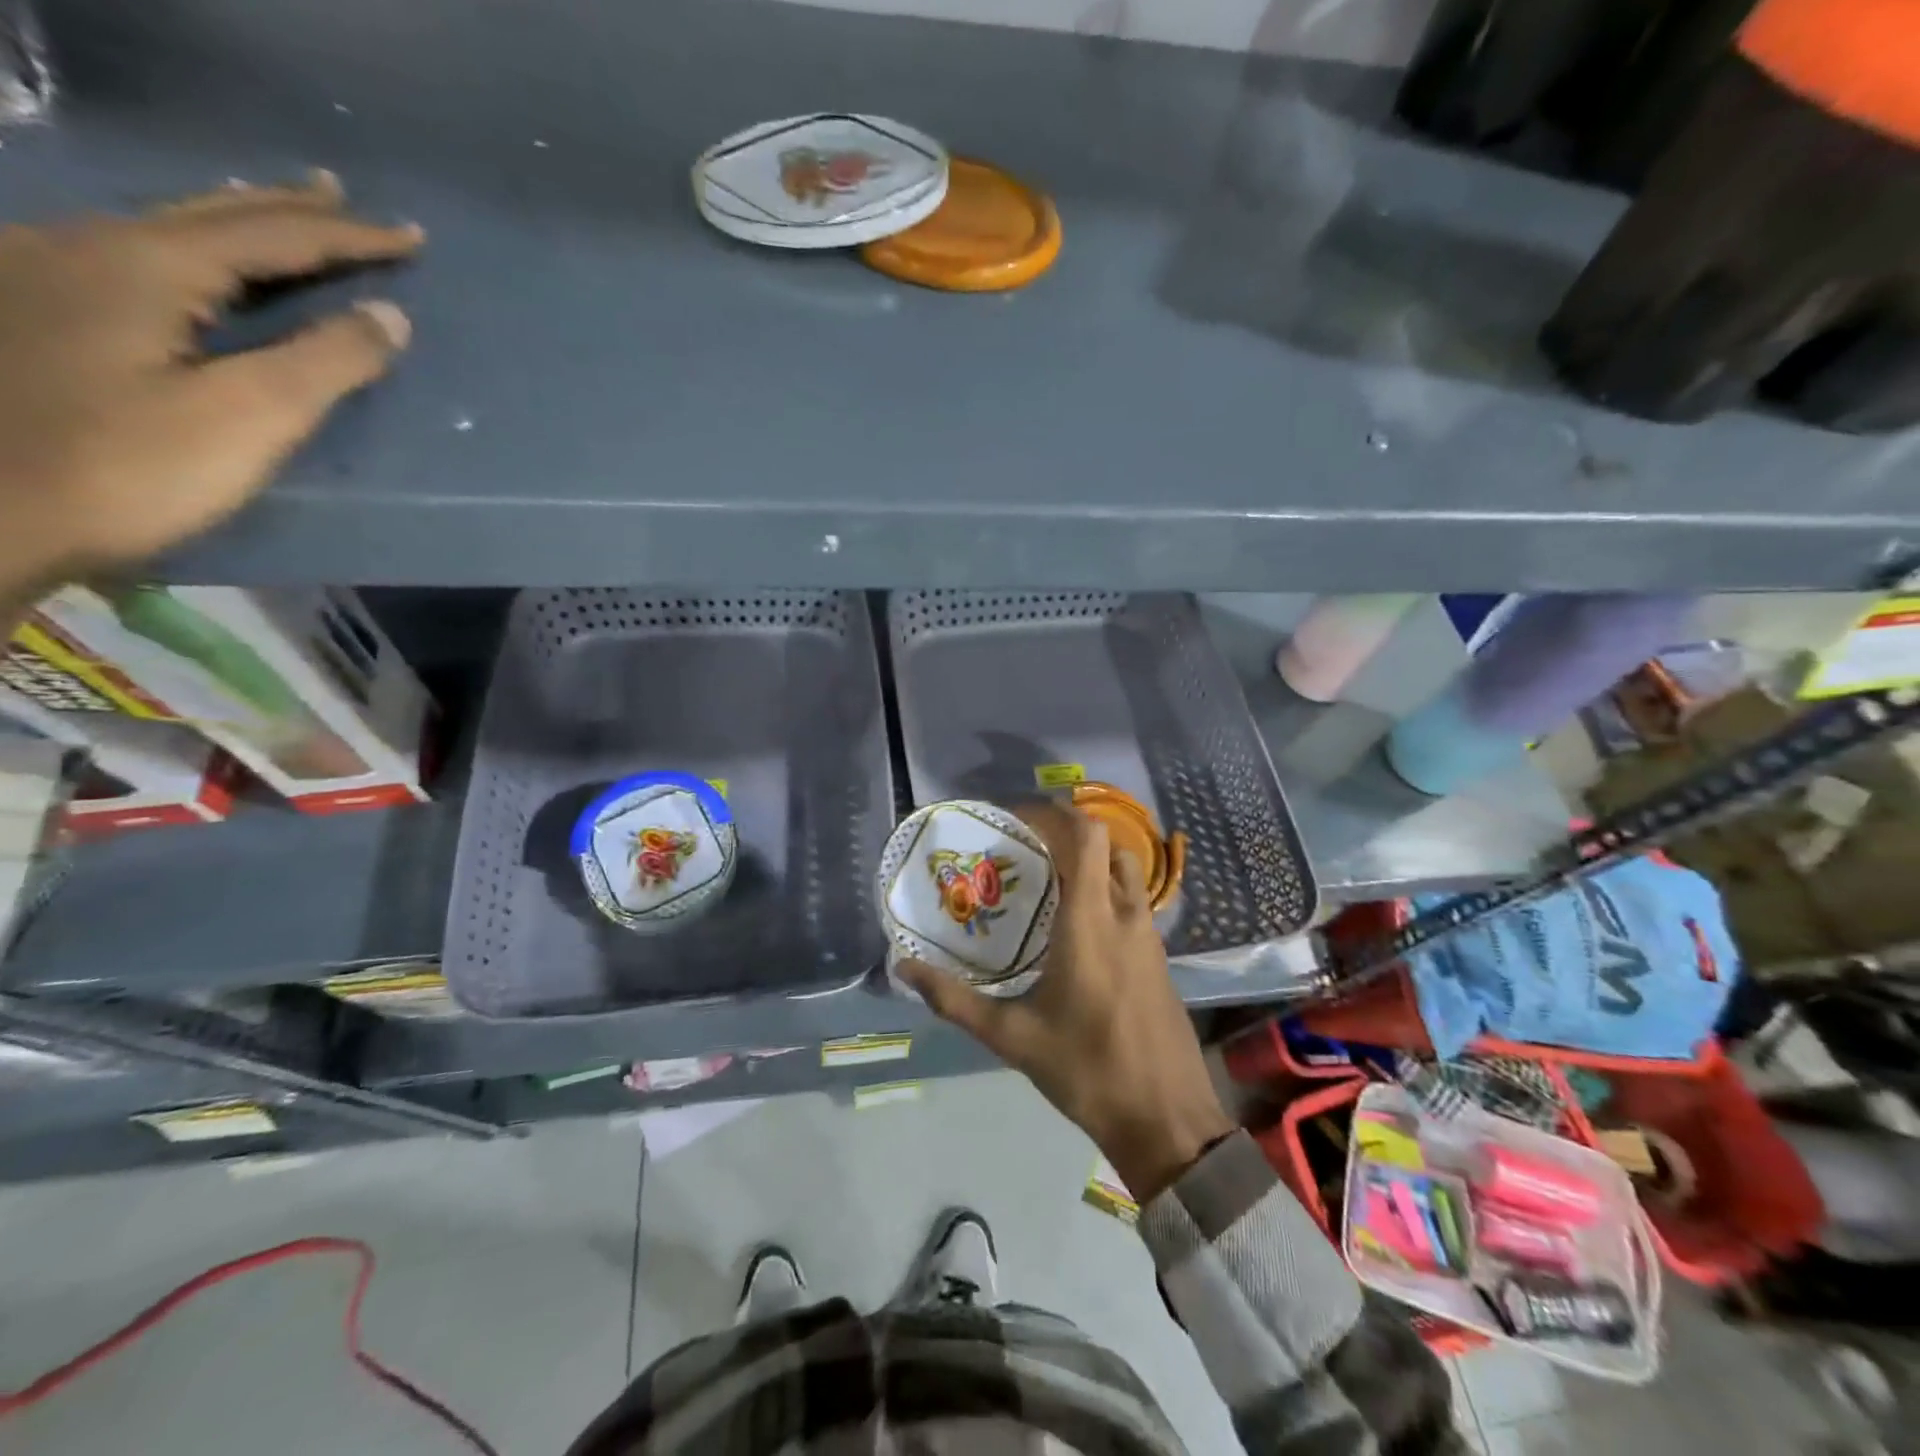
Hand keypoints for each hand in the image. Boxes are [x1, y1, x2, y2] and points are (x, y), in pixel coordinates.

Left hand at [0, 172, 421, 602]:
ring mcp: (43, 271)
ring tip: (276, 212)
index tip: (411, 237)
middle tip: (340, 195)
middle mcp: (84, 246)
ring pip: (162, 228)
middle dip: (286, 207)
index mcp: (143, 265)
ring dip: (232, 219)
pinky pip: (129, 254)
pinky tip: (189, 256)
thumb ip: (327, 362)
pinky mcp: (31, 310)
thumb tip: (390, 316)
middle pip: (209, 214)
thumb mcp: (250, 416)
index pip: (273, 236)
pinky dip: (188, 247)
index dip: (350, 237)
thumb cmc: (128, 467)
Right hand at [899, 803, 1235, 1202]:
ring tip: (1049, 881)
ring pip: (1125, 872)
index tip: (1018, 818)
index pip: (1087, 837)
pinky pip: (1133, 902)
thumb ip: (955, 1000)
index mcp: (1090, 922)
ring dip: (1092, 861)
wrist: (1167, 1120)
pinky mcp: (1160, 958)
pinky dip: (1107, 891)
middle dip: (1069, 835)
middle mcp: (1125, 916)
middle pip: (1108, 846)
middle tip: (1026, 849)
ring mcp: (1150, 936)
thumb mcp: (1012, 1037)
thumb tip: (903, 968)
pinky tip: (1077, 926)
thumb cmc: (1088, 1071)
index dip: (1056, 814)